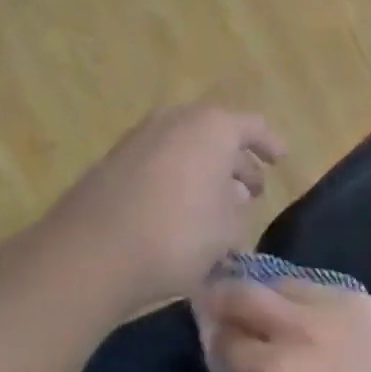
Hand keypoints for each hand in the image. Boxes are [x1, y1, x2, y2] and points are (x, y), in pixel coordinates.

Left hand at [48, 102, 284, 316]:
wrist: (89, 252)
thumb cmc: (176, 234)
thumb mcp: (227, 229)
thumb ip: (239, 210)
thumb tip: (233, 198)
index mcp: (214, 126)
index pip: (253, 126)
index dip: (270, 144)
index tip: (281, 160)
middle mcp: (178, 119)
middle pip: (217, 135)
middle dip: (236, 163)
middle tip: (251, 192)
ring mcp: (141, 137)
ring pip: (186, 149)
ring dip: (204, 173)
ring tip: (216, 206)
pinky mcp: (113, 162)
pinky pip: (159, 163)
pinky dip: (176, 181)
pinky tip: (179, 213)